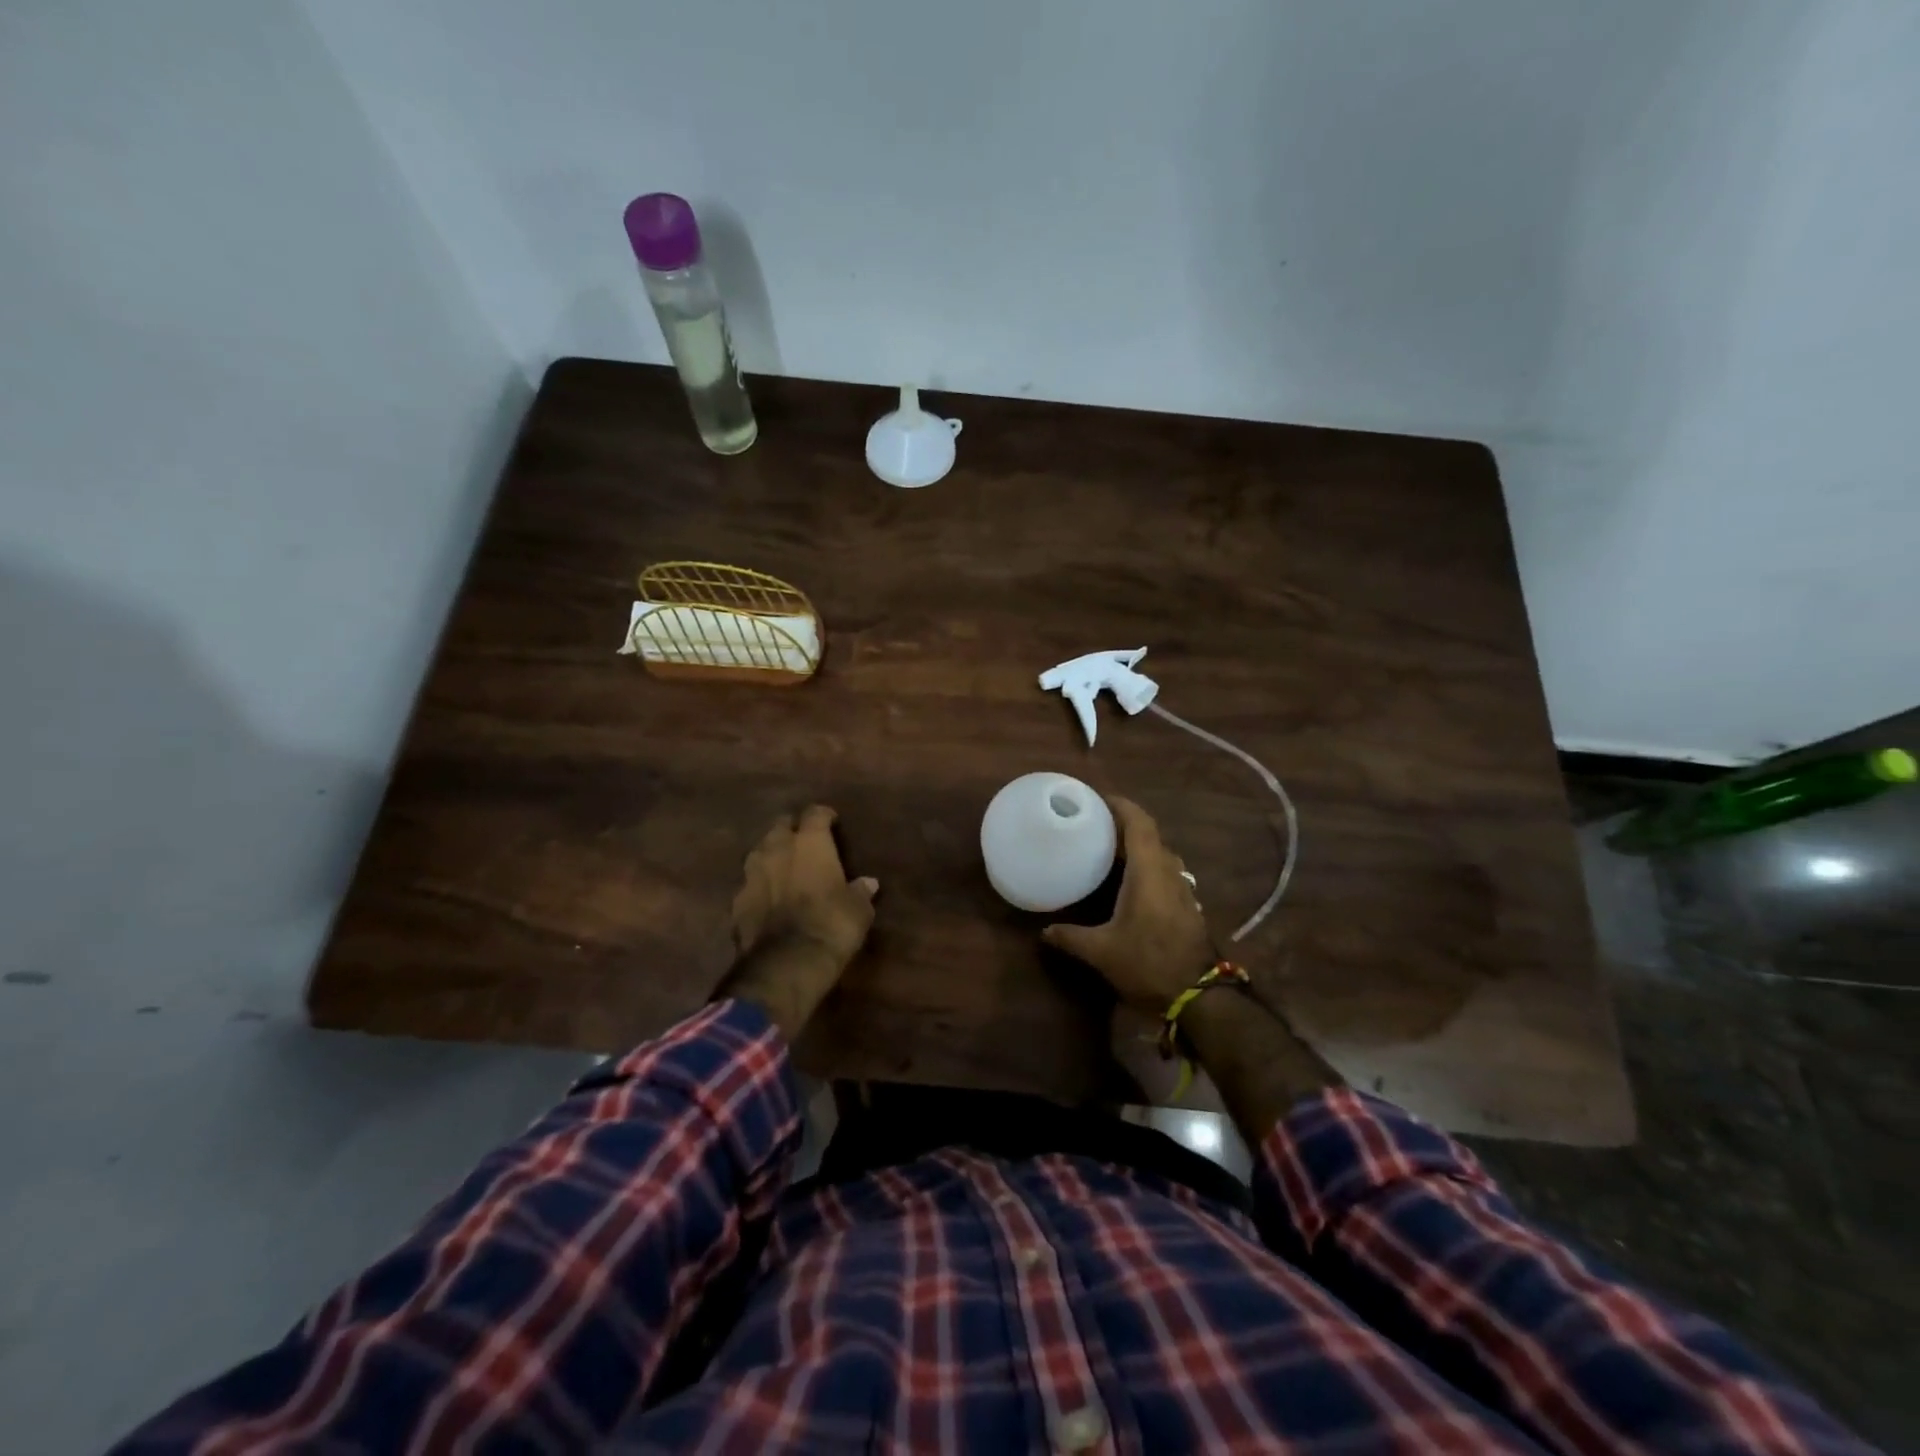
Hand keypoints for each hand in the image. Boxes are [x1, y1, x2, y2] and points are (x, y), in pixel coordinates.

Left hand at [719, 805, 878, 1038]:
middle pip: (780, 826)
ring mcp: (752, 874)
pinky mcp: (736, 901)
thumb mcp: (858, 910)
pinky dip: (759, 886)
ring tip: (782, 865)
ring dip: (771, 855)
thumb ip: (860, 892)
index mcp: (810, 843)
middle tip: (804, 840)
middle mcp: (777, 849)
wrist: (786, 964)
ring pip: (759, 852)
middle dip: (791, 830)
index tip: (831, 820)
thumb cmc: (832, 926)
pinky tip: (767, 898)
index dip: (824, 815)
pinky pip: (749, 884)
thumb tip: (868, 883)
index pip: (815, 814)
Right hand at [1042, 796, 1216, 1012]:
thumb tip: (1044, 932)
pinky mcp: (1187, 905)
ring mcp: (1182, 888)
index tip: (1098, 799)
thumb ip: (1071, 937)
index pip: (1139, 823)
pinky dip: (1146, 865)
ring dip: (1137, 846)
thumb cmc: (1148, 963)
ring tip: (1109, 850)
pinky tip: (1128, 882)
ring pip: (1159, 854)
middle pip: (1149, 834)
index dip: (1121, 805)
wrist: (1198, 997)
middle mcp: (1169, 871)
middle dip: (1124, 824)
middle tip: (1094, 824)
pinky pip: (1165, 871)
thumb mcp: (1102, 952)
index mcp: (1149, 871)